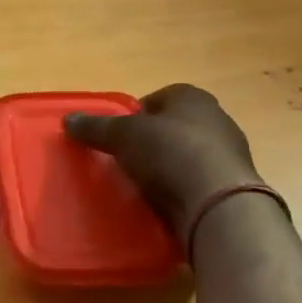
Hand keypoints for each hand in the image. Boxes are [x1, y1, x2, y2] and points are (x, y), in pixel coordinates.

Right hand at [64, 84, 263, 233]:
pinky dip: (182, 192)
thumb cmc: (170, 153)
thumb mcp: (122, 136)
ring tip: (142, 187)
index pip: (157, 99)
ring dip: (168, 169)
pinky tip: (165, 205)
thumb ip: (96, 127)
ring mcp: (229, 154)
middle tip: (126, 161)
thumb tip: (68, 119)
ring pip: (188, 156)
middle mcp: (216, 119)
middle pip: (173, 128)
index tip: (117, 137)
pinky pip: (198, 184)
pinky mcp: (233, 188)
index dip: (134, 116)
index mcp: (192, 97)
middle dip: (151, 143)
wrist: (218, 204)